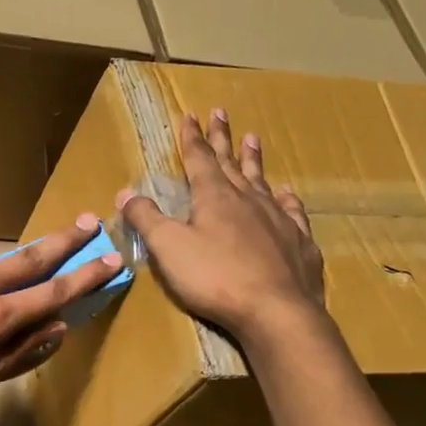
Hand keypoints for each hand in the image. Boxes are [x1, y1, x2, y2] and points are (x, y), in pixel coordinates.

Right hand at [117, 110, 324, 340]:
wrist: (276, 311)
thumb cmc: (215, 277)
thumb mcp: (168, 248)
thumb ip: (147, 218)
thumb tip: (126, 192)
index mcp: (214, 197)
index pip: (199, 159)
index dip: (192, 138)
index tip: (191, 115)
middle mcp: (247, 200)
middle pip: (231, 163)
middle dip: (222, 138)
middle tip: (221, 113)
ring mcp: (277, 220)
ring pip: (262, 181)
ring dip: (254, 159)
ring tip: (253, 138)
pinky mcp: (299, 243)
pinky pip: (291, 211)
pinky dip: (286, 198)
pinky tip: (286, 193)